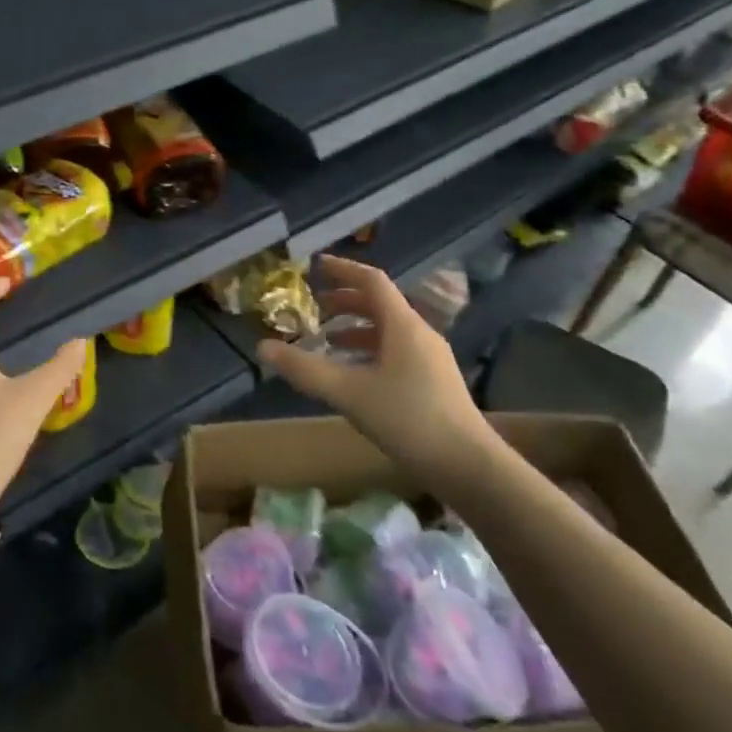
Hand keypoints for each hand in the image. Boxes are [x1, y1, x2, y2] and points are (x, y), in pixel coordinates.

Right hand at [257, 255, 502, 496]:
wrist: (467, 465)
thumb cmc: (408, 420)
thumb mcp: (348, 393)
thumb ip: (305, 369)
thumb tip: (263, 347)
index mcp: (403, 326)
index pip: (372, 281)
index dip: (343, 270)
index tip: (316, 266)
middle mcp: (419, 334)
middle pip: (381, 304)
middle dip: (346, 299)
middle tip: (315, 305)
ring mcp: (430, 358)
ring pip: (388, 329)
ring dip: (356, 327)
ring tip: (327, 339)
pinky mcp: (434, 381)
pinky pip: (396, 350)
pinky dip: (369, 349)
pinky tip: (354, 373)